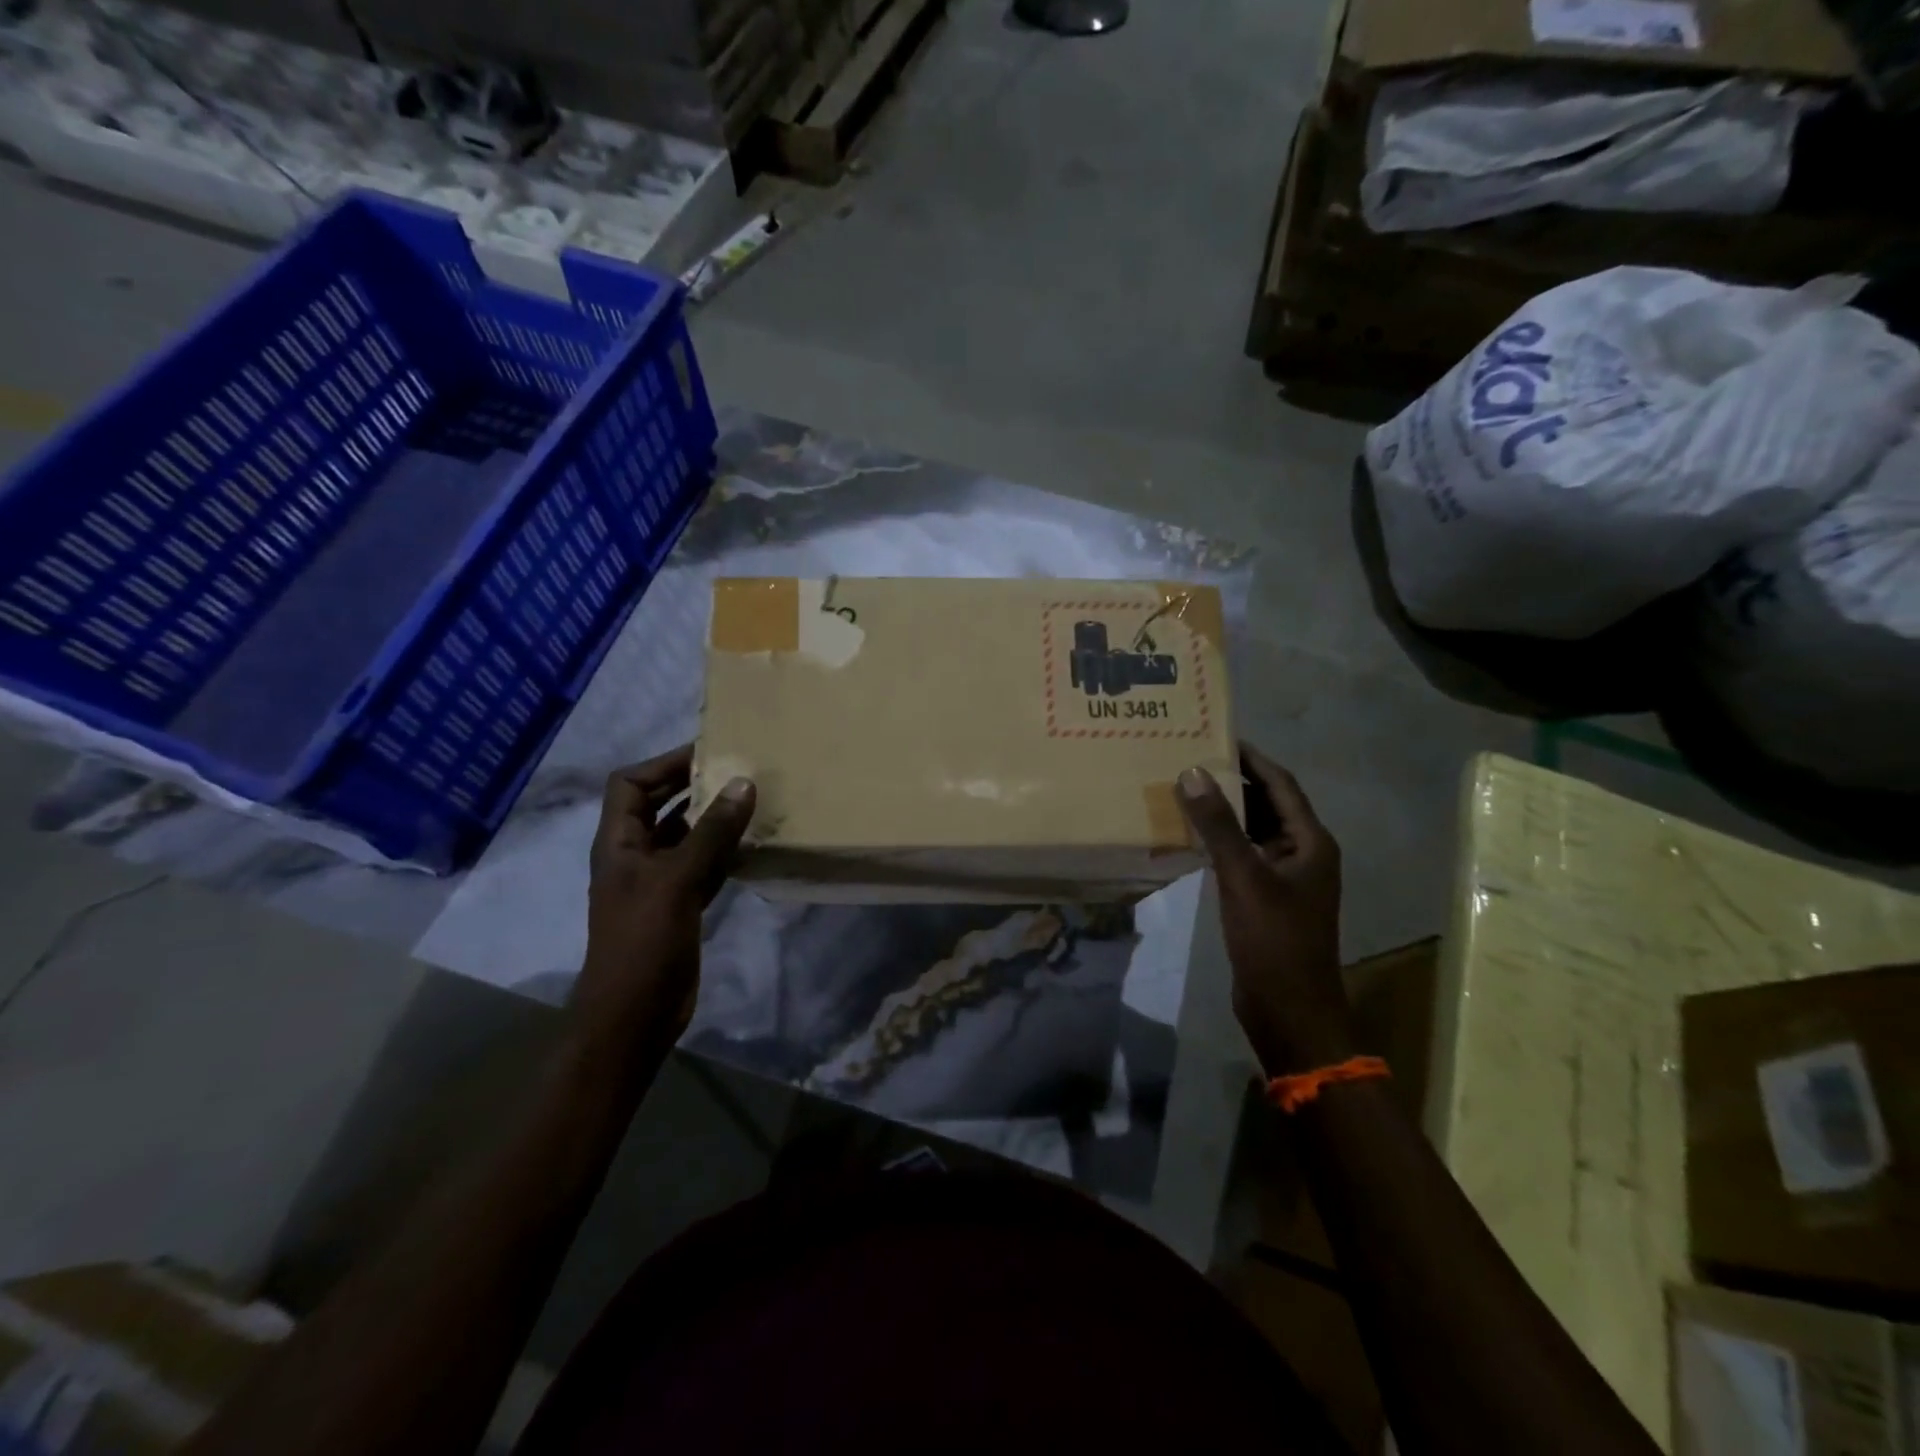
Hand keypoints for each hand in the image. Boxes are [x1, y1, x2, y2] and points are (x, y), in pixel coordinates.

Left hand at [575, 746, 755, 1053]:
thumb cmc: (644, 941)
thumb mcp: (678, 880)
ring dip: (716, 820)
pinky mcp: (680, 904)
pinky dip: (726, 852)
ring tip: (755, 801)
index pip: (630, 784)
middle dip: (695, 786)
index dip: (663, 764)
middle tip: (740, 771)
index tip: (708, 753)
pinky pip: (705, 865)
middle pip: (661, 805)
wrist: (635, 1015)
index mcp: (619, 843)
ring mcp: (658, 882)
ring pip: (687, 836)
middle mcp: (636, 855)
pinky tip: (755, 845)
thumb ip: (711, 832)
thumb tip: (743, 783)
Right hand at [1178, 744, 1350, 1075]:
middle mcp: (1303, 854)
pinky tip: (1190, 836)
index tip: (1217, 735)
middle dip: (1234, 781)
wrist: (1289, 1010)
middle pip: (1268, 804)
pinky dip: (1220, 842)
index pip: (1281, 784)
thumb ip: (1218, 825)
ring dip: (1225, 812)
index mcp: (1311, 842)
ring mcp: (1285, 878)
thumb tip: (1192, 771)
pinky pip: (1243, 856)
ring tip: (1185, 789)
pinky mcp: (1266, 899)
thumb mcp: (1243, 877)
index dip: (1252, 758)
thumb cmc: (1274, 940)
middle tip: (1191, 758)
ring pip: (1254, 831)